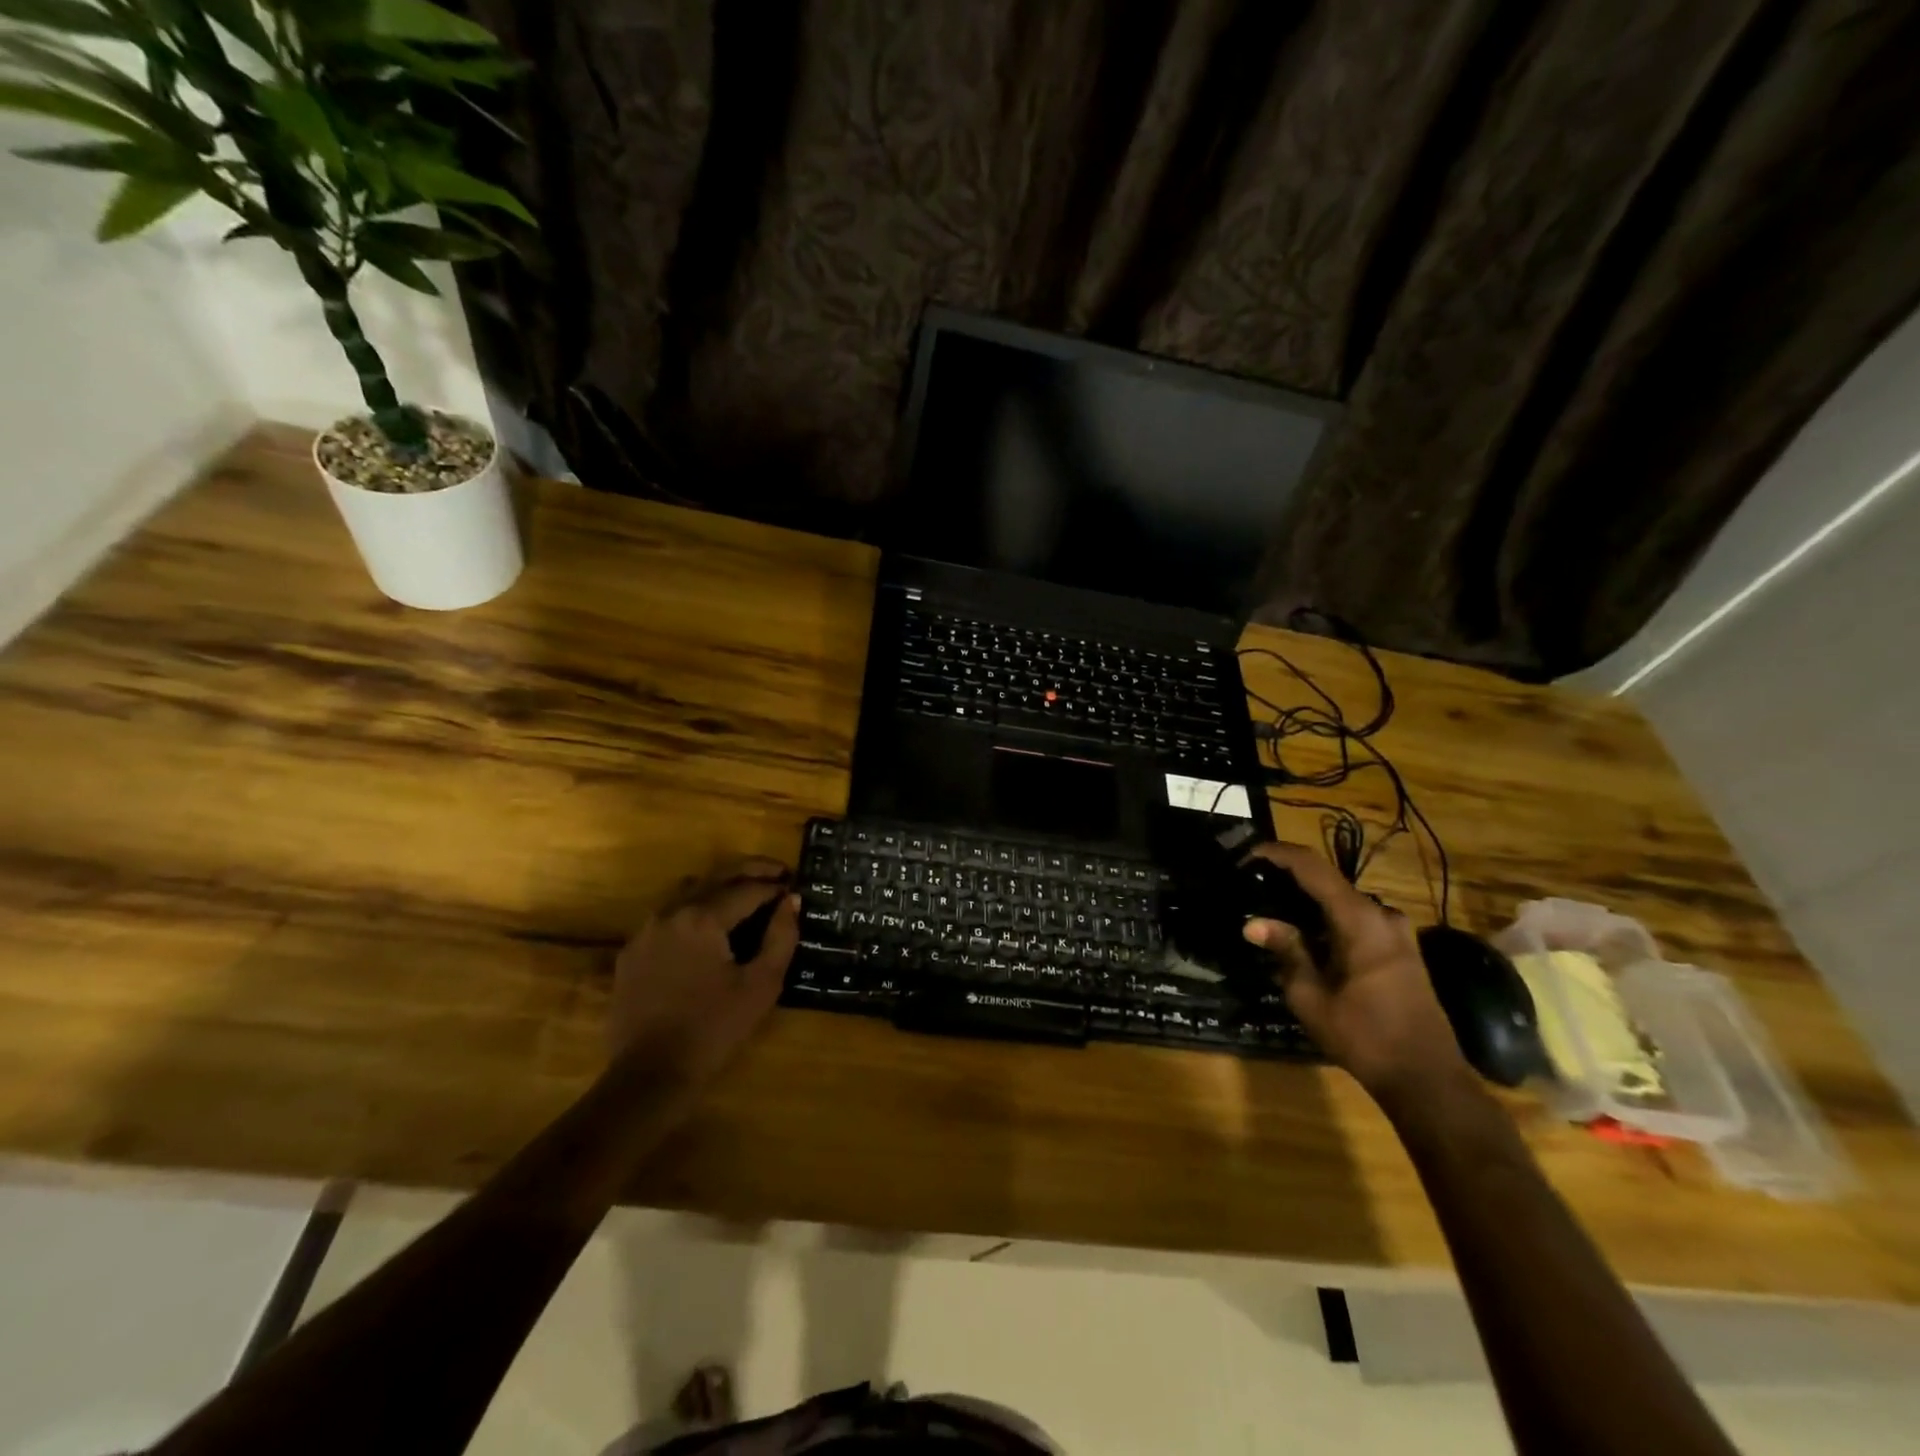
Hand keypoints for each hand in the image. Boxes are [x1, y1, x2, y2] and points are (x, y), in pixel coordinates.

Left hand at [609, 859, 799, 1084]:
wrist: (651, 1074)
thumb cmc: (714, 1028)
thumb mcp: (761, 984)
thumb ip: (781, 937)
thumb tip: (791, 901)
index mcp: (702, 918)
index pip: (747, 888)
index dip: (774, 885)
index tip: (794, 886)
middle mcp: (670, 913)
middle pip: (715, 877)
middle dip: (749, 871)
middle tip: (777, 871)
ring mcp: (646, 931)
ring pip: (688, 891)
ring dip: (720, 886)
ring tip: (746, 895)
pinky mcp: (632, 952)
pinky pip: (668, 916)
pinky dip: (694, 910)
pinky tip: (709, 928)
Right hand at [1242, 843, 1470, 1106]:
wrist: (1427, 1079)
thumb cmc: (1363, 1036)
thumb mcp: (1311, 996)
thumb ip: (1286, 951)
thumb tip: (1253, 923)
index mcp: (1360, 920)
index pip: (1313, 868)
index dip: (1279, 854)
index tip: (1248, 855)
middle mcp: (1383, 916)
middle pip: (1329, 882)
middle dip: (1290, 878)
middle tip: (1254, 886)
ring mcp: (1398, 932)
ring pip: (1343, 902)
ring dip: (1309, 902)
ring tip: (1273, 910)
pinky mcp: (1402, 950)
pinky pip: (1358, 919)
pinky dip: (1328, 919)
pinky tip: (1306, 936)